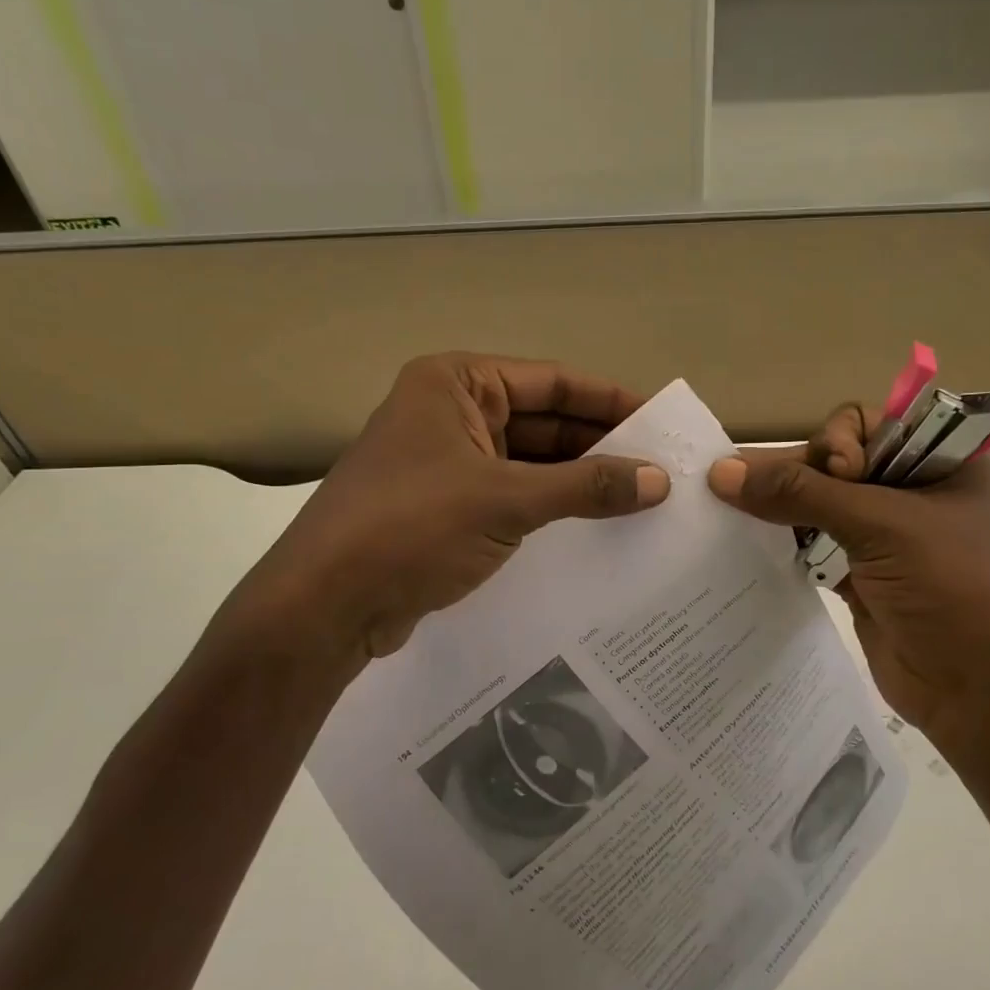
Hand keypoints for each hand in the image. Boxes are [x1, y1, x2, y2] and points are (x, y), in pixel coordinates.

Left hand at [227, 354, 668, 660]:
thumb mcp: (506, 500)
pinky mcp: (448, 508)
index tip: (663, 422)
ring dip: (580, 481)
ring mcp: (448, 462)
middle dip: (601, 445)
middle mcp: (452, 413)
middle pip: (545, 422)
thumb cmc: (411, 528)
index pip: (553, 382)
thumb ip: (586, 486)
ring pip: (532, 463)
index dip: (611, 401)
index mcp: (457, 384)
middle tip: (663, 468)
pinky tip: (598, 528)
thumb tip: (660, 481)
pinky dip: (553, 508)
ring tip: (643, 500)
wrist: (326, 606)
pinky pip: (515, 497)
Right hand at [707, 405, 989, 753]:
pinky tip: (744, 537)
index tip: (838, 476)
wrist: (985, 695)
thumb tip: (723, 472)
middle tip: (743, 487)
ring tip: (726, 503)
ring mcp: (884, 537)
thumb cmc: (953, 589)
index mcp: (939, 462)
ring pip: (818, 505)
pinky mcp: (860, 577)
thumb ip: (803, 494)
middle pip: (834, 463)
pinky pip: (812, 546)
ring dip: (779, 506)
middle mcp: (910, 491)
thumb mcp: (884, 527)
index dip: (838, 442)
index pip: (868, 425)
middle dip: (793, 471)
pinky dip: (782, 542)